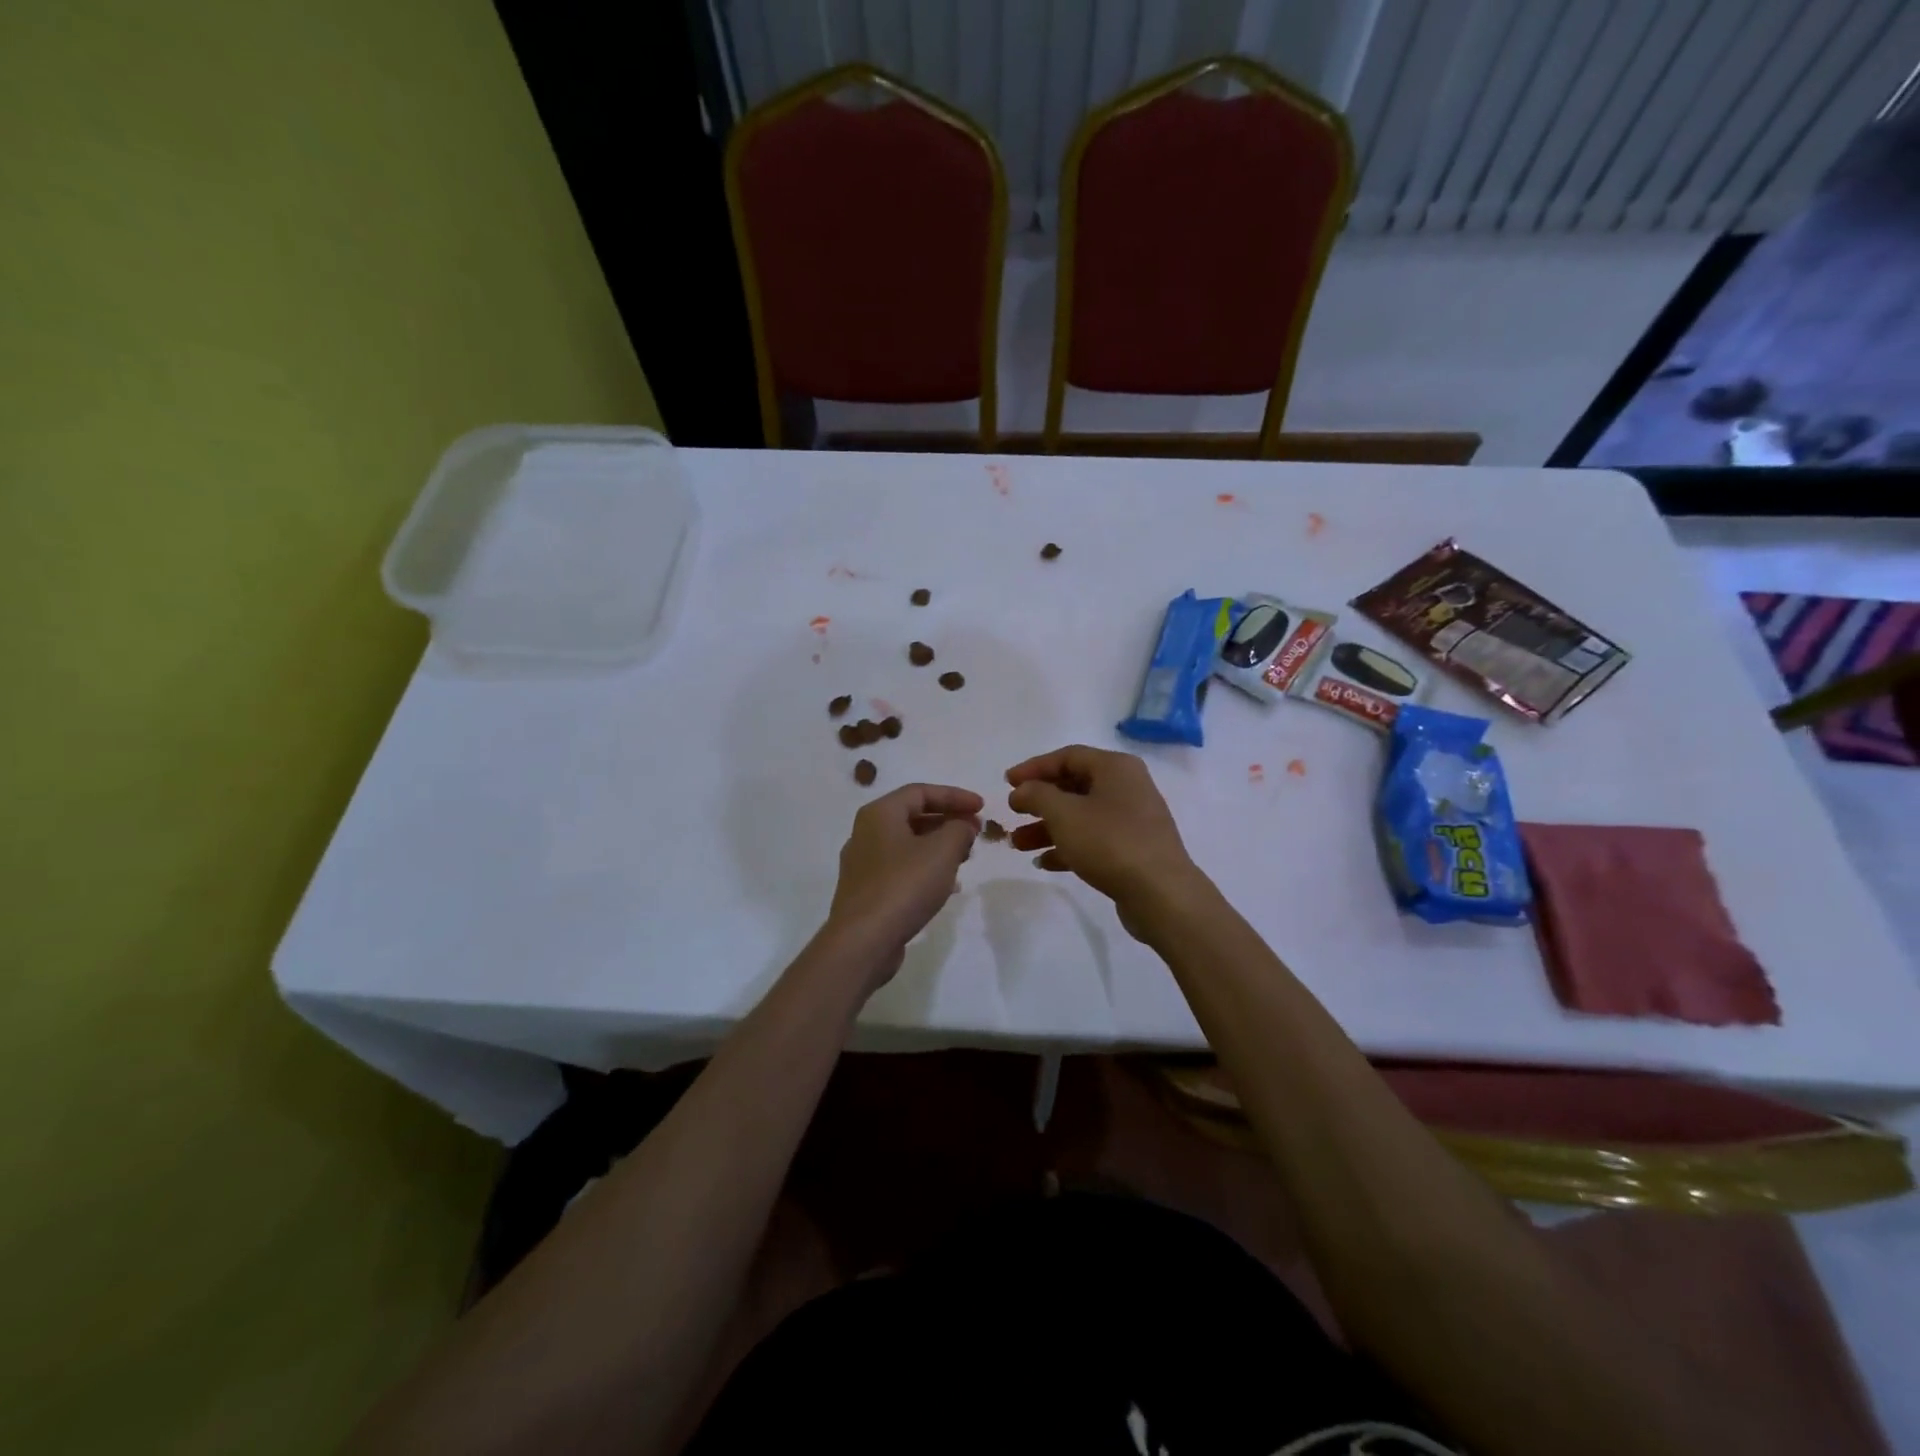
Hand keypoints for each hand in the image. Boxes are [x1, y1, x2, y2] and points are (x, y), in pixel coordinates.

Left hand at [826, 783, 982, 978]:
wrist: (863, 941)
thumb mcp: (942, 851)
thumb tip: (963, 826)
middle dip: (948, 821)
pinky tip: (947, 886)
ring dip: (939, 846)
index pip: (920, 791)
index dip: (955, 796)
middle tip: (976, 831)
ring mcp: (863, 864)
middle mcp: (866, 833)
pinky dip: (926, 868)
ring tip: (966, 856)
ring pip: (908, 844)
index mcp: (879, 814)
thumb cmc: (904, 885)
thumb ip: (960, 830)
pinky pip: (901, 869)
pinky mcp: (867, 892)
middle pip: (913, 816)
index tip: (982, 807)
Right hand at [1005, 745, 1206, 937]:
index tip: (1006, 783)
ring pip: (1081, 816)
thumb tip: (1023, 790)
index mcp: (1115, 768)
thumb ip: (1037, 795)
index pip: (1067, 756)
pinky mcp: (1133, 849)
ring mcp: (1132, 820)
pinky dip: (1068, 847)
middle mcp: (1127, 787)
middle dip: (1039, 802)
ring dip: (1047, 828)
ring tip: (1018, 845)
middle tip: (1012, 814)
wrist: (1161, 894)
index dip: (1034, 768)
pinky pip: (1093, 840)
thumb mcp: (1064, 814)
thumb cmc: (1110, 842)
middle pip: (1073, 786)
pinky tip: (1043, 863)